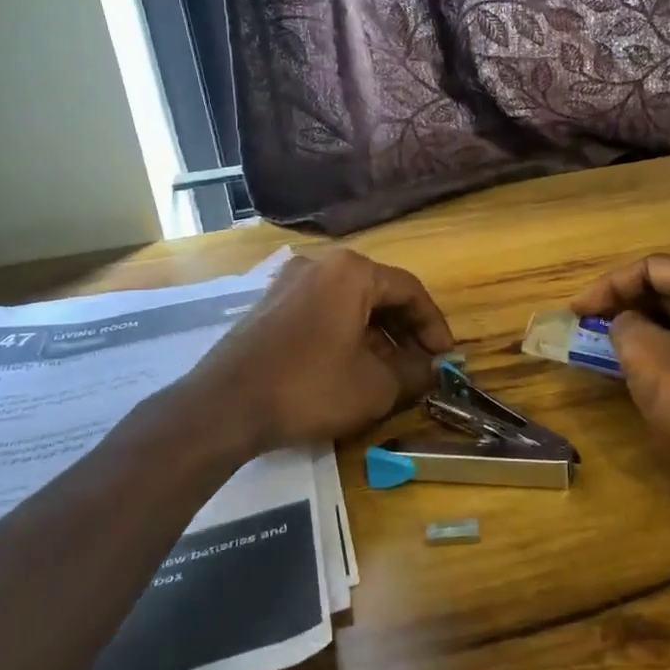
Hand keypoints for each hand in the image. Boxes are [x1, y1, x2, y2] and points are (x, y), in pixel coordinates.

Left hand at [190, 248, 454, 452]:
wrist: (224, 405)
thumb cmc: (309, 387)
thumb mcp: (375, 386)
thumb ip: (413, 373)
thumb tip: (432, 370)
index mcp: (351, 272)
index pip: (409, 291)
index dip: (434, 326)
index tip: (445, 358)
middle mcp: (320, 264)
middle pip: (378, 292)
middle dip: (405, 330)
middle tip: (421, 364)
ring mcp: (289, 282)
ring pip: (349, 303)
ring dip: (376, 334)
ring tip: (390, 370)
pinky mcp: (268, 305)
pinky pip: (321, 311)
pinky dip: (345, 333)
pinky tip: (350, 366)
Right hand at [570, 255, 669, 503]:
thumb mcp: (647, 356)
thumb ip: (624, 326)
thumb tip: (627, 325)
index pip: (651, 267)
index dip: (606, 286)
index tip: (576, 313)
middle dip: (627, 306)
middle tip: (590, 329)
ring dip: (647, 331)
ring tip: (612, 351)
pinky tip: (649, 376)